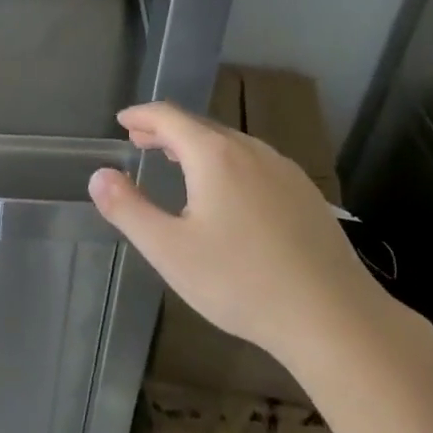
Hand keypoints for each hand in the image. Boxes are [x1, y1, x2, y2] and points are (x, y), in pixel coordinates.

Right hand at [87, 102, 385, 358]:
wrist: (332, 316)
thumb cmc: (240, 281)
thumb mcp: (169, 250)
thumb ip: (128, 209)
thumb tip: (99, 176)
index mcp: (216, 157)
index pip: (170, 117)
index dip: (142, 115)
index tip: (122, 120)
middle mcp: (252, 152)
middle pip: (202, 127)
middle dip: (167, 131)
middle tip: (141, 141)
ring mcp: (285, 171)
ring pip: (232, 145)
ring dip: (198, 146)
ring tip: (178, 162)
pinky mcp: (306, 195)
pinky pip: (256, 163)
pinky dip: (227, 163)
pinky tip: (228, 193)